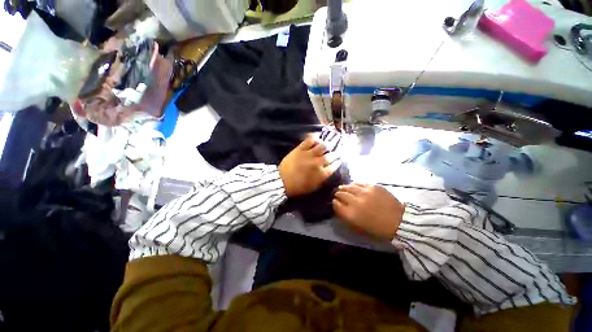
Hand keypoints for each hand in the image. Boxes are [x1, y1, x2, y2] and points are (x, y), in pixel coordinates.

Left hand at [279, 136, 334, 196]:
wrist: (282, 181)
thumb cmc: (298, 187)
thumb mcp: (313, 187)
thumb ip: (322, 179)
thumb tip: (327, 171)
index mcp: (322, 174)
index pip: (334, 166)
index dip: (337, 162)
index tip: (338, 160)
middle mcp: (318, 163)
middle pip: (331, 155)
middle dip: (335, 154)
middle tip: (335, 152)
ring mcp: (309, 155)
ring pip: (323, 146)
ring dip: (326, 145)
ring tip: (326, 145)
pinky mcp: (301, 149)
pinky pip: (310, 140)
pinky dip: (315, 138)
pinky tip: (316, 139)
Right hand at [332, 183, 404, 239]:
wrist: (399, 221)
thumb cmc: (377, 228)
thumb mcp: (358, 227)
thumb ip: (345, 216)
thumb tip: (338, 207)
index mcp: (351, 214)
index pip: (336, 204)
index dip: (334, 203)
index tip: (334, 202)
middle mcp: (356, 202)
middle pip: (340, 194)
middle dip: (337, 194)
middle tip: (337, 194)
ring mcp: (365, 192)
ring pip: (348, 187)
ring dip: (343, 187)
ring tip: (342, 188)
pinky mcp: (373, 187)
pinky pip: (359, 183)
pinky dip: (354, 185)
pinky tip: (353, 186)